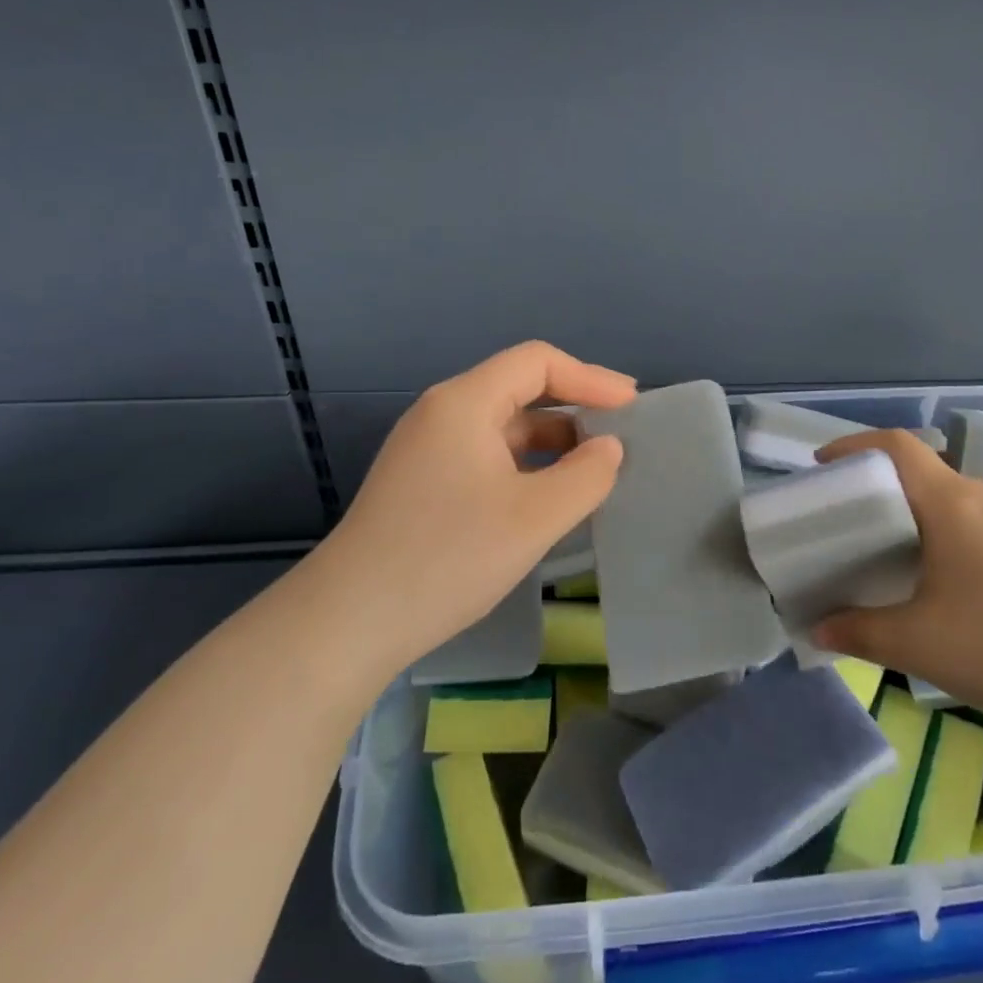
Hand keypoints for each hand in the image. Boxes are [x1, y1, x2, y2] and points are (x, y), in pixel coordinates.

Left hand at [312, 341, 635, 672]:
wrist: (350, 620)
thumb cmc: (449, 557)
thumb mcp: (535, 517)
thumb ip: (586, 476)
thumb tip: (608, 448)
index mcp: (465, 403)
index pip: (538, 362)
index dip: (591, 377)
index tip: (632, 407)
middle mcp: (442, 414)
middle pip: (520, 388)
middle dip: (575, 406)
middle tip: (621, 433)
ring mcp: (428, 450)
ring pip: (504, 427)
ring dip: (552, 441)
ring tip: (594, 469)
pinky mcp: (423, 483)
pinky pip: (487, 456)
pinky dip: (526, 465)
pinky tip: (549, 495)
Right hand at [810, 430, 982, 743]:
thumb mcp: (919, 646)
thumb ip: (859, 634)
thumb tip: (819, 631)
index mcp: (953, 503)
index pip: (897, 446)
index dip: (855, 446)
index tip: (825, 466)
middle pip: (928, 476)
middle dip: (888, 495)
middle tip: (862, 535)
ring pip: (964, 504)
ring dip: (930, 522)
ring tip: (913, 568)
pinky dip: (966, 541)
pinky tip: (971, 593)